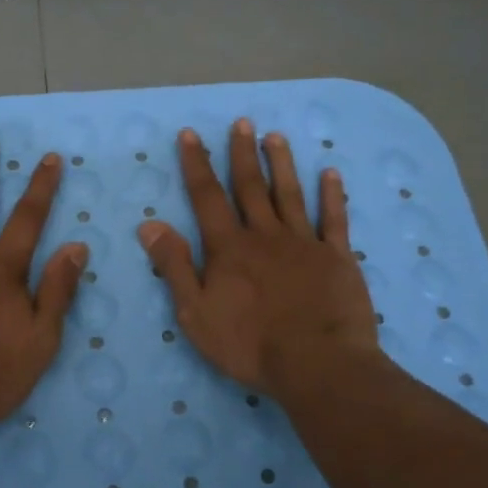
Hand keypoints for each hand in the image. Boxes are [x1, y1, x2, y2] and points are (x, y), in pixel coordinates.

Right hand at [137, 119, 381, 397]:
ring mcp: (304, 243)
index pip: (207, 196)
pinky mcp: (337, 257)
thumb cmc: (249, 344)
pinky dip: (333, 195)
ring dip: (282, 164)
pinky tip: (331, 174)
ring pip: (290, 194)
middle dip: (242, 153)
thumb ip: (175, 266)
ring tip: (275, 137)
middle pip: (251, 187)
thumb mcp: (195, 312)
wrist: (318, 364)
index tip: (191, 134)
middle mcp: (265, 235)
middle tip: (242, 122)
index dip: (197, 164)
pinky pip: (334, 219)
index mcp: (229, 248)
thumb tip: (150, 224)